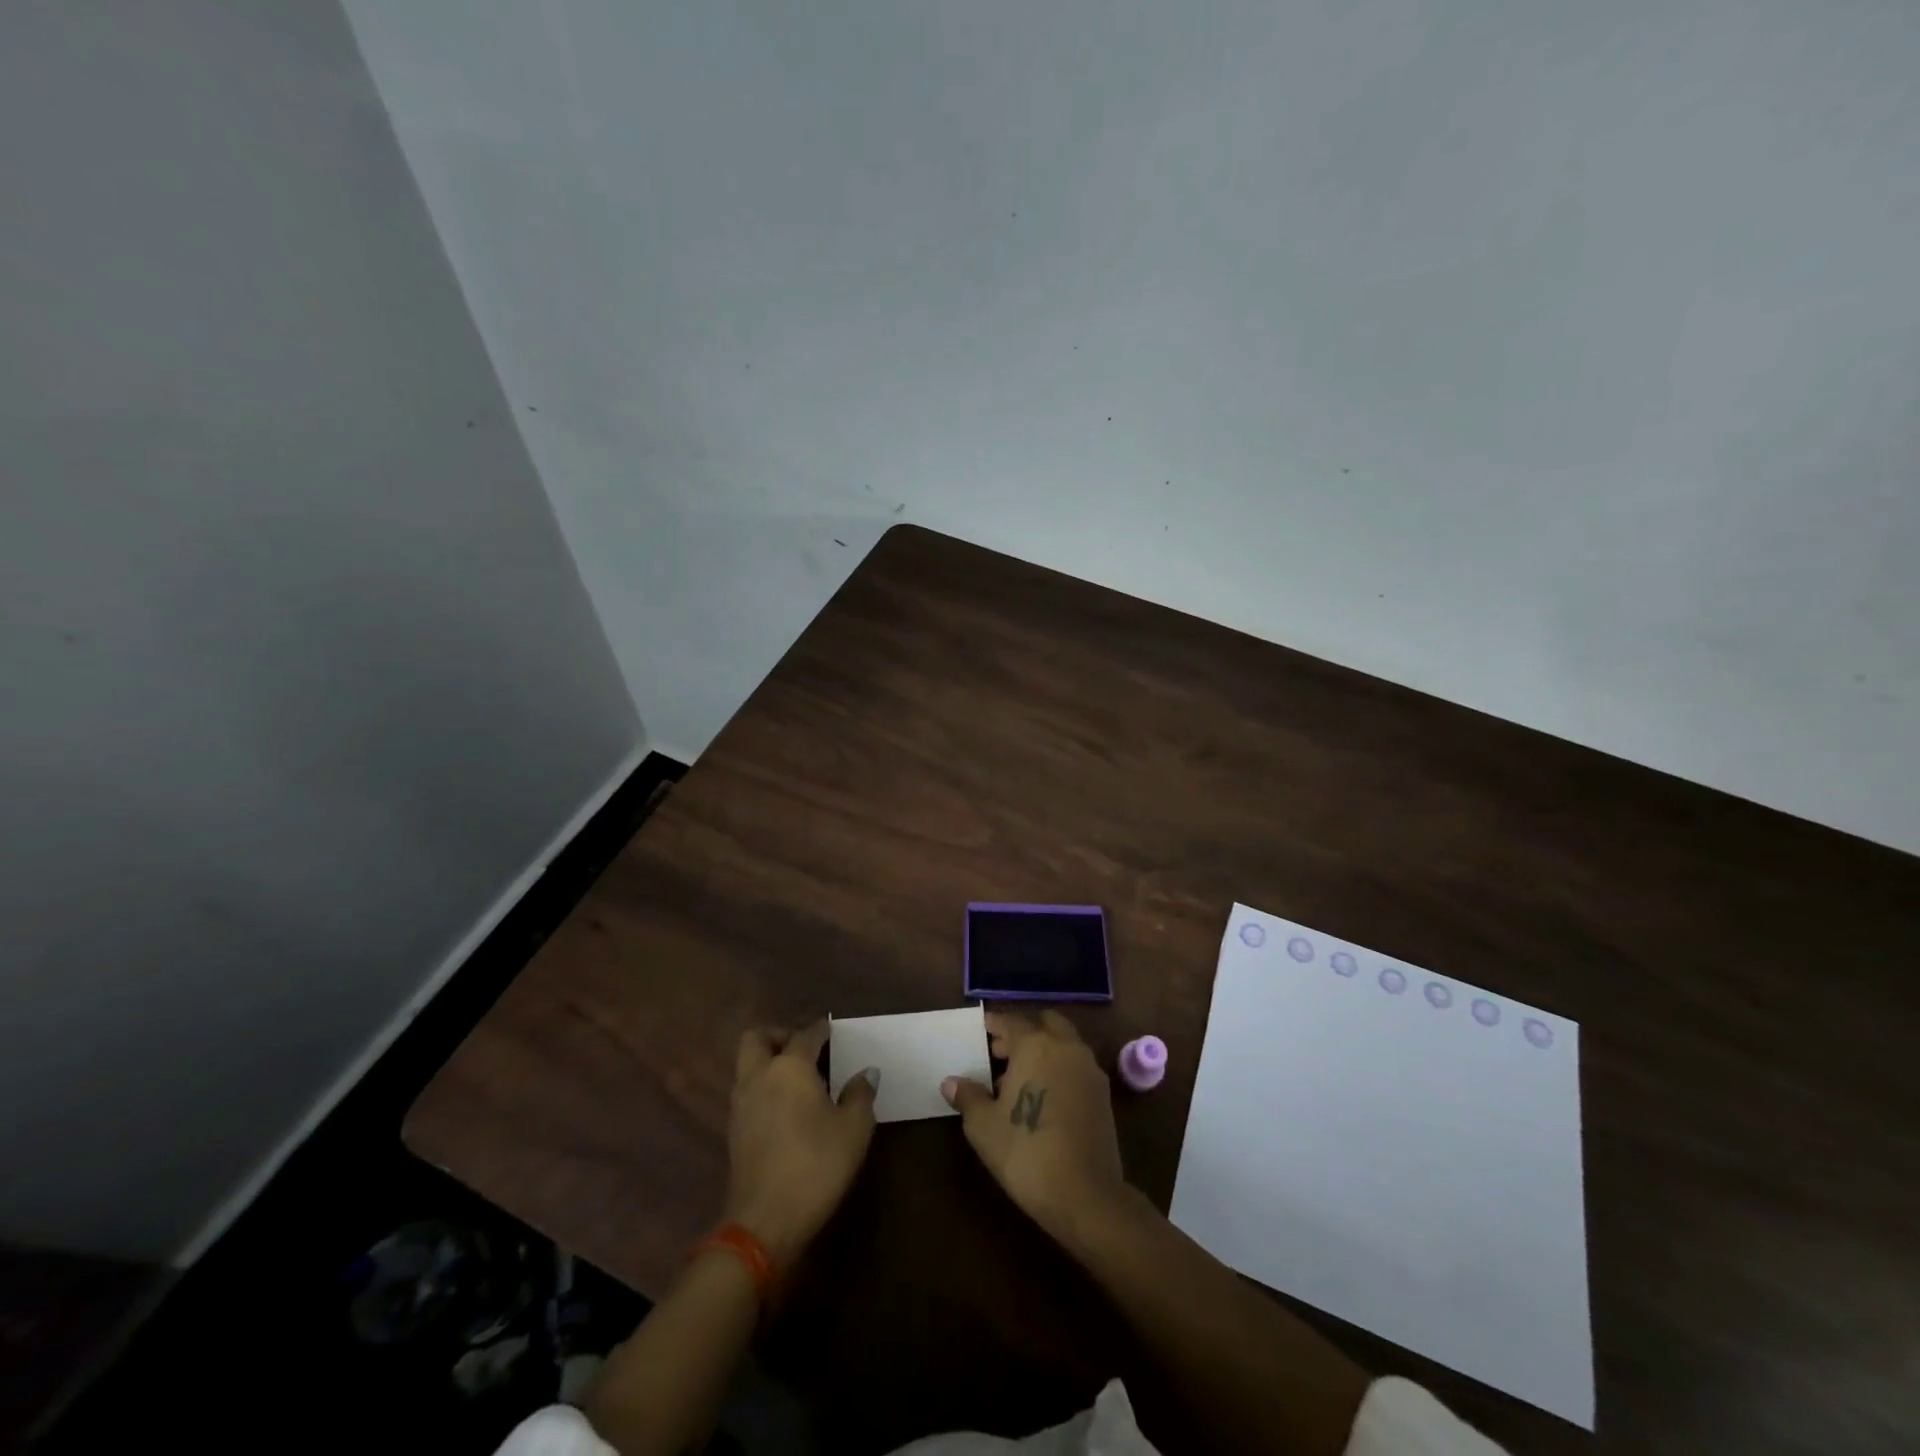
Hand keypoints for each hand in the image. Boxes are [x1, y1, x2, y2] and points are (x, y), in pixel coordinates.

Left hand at [724, 1020, 877, 1268]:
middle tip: (804, 1048)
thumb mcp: (854, 1128)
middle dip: (779, 1035)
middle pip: (758, 1039)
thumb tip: (865, 1073)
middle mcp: (759, 1077)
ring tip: (798, 1079)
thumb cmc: (816, 1165)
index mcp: (790, 1067)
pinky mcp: (734, 1132)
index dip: (820, 1028)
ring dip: (768, 1063)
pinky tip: (786, 1108)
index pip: (805, 1034)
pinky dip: (763, 1088)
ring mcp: (741, 1105)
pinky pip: (747, 1092)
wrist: (766, 1222)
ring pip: (748, 1066)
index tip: (831, 1029)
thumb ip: (860, 1094)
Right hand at [942, 1010, 1127, 1243]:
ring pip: (1064, 1044)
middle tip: (1000, 1053)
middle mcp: (1066, 1047)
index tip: (982, 1029)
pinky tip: (1043, 1098)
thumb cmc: (1026, 1152)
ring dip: (1044, 1050)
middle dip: (1023, 1033)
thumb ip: (968, 1096)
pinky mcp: (1103, 1094)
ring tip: (1018, 1080)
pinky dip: (1060, 1068)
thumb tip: (951, 1082)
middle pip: (1045, 1024)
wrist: (1085, 1194)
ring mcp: (1089, 1069)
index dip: (994, 1024)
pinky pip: (1076, 1066)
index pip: (1011, 1022)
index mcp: (1035, 1045)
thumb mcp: (984, 1126)